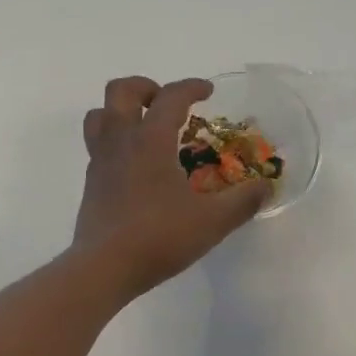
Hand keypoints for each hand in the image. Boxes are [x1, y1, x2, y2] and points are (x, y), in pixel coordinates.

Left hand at [73, 76, 270, 294]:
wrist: (102, 268)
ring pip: (99, 114)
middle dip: (145, 87)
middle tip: (166, 103)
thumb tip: (265, 187)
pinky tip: (135, 164)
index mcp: (150, 139)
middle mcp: (120, 140)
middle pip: (120, 90)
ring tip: (144, 125)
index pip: (170, 97)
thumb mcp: (211, 222)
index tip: (208, 91)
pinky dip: (116, 140)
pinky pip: (97, 143)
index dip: (191, 87)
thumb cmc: (158, 237)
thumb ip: (242, 202)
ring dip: (121, 109)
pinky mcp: (90, 181)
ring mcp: (100, 159)